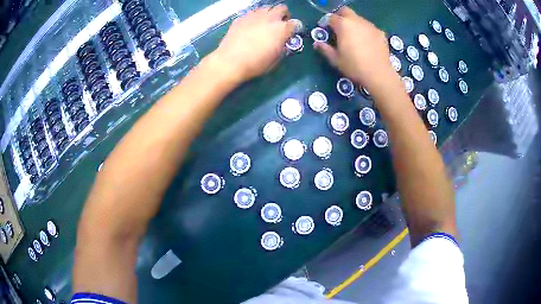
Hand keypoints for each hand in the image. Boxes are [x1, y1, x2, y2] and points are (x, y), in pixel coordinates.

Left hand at [212, 5, 294, 82]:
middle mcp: (270, 18)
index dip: (294, 29)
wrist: (230, 61)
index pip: (295, 24)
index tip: (290, 34)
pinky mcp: (241, 17)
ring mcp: (255, 15)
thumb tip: (282, 42)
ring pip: (267, 7)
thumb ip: (282, 47)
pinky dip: (255, 17)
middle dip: (283, 15)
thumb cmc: (255, 64)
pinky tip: (250, 26)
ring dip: (269, 14)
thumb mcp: (275, 59)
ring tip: (264, 23)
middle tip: (279, 25)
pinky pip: (252, 13)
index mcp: (282, 29)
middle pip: (282, 8)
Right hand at [314, 7, 398, 93]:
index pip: (331, 17)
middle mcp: (356, 21)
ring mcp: (370, 26)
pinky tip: (367, 43)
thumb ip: (325, 49)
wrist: (378, 74)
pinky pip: (369, 28)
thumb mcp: (336, 60)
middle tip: (340, 28)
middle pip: (345, 11)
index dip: (327, 23)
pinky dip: (365, 31)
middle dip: (341, 17)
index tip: (327, 30)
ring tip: (354, 37)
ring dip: (354, 24)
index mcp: (343, 25)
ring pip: (358, 19)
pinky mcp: (380, 32)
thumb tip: (317, 44)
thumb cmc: (354, 66)